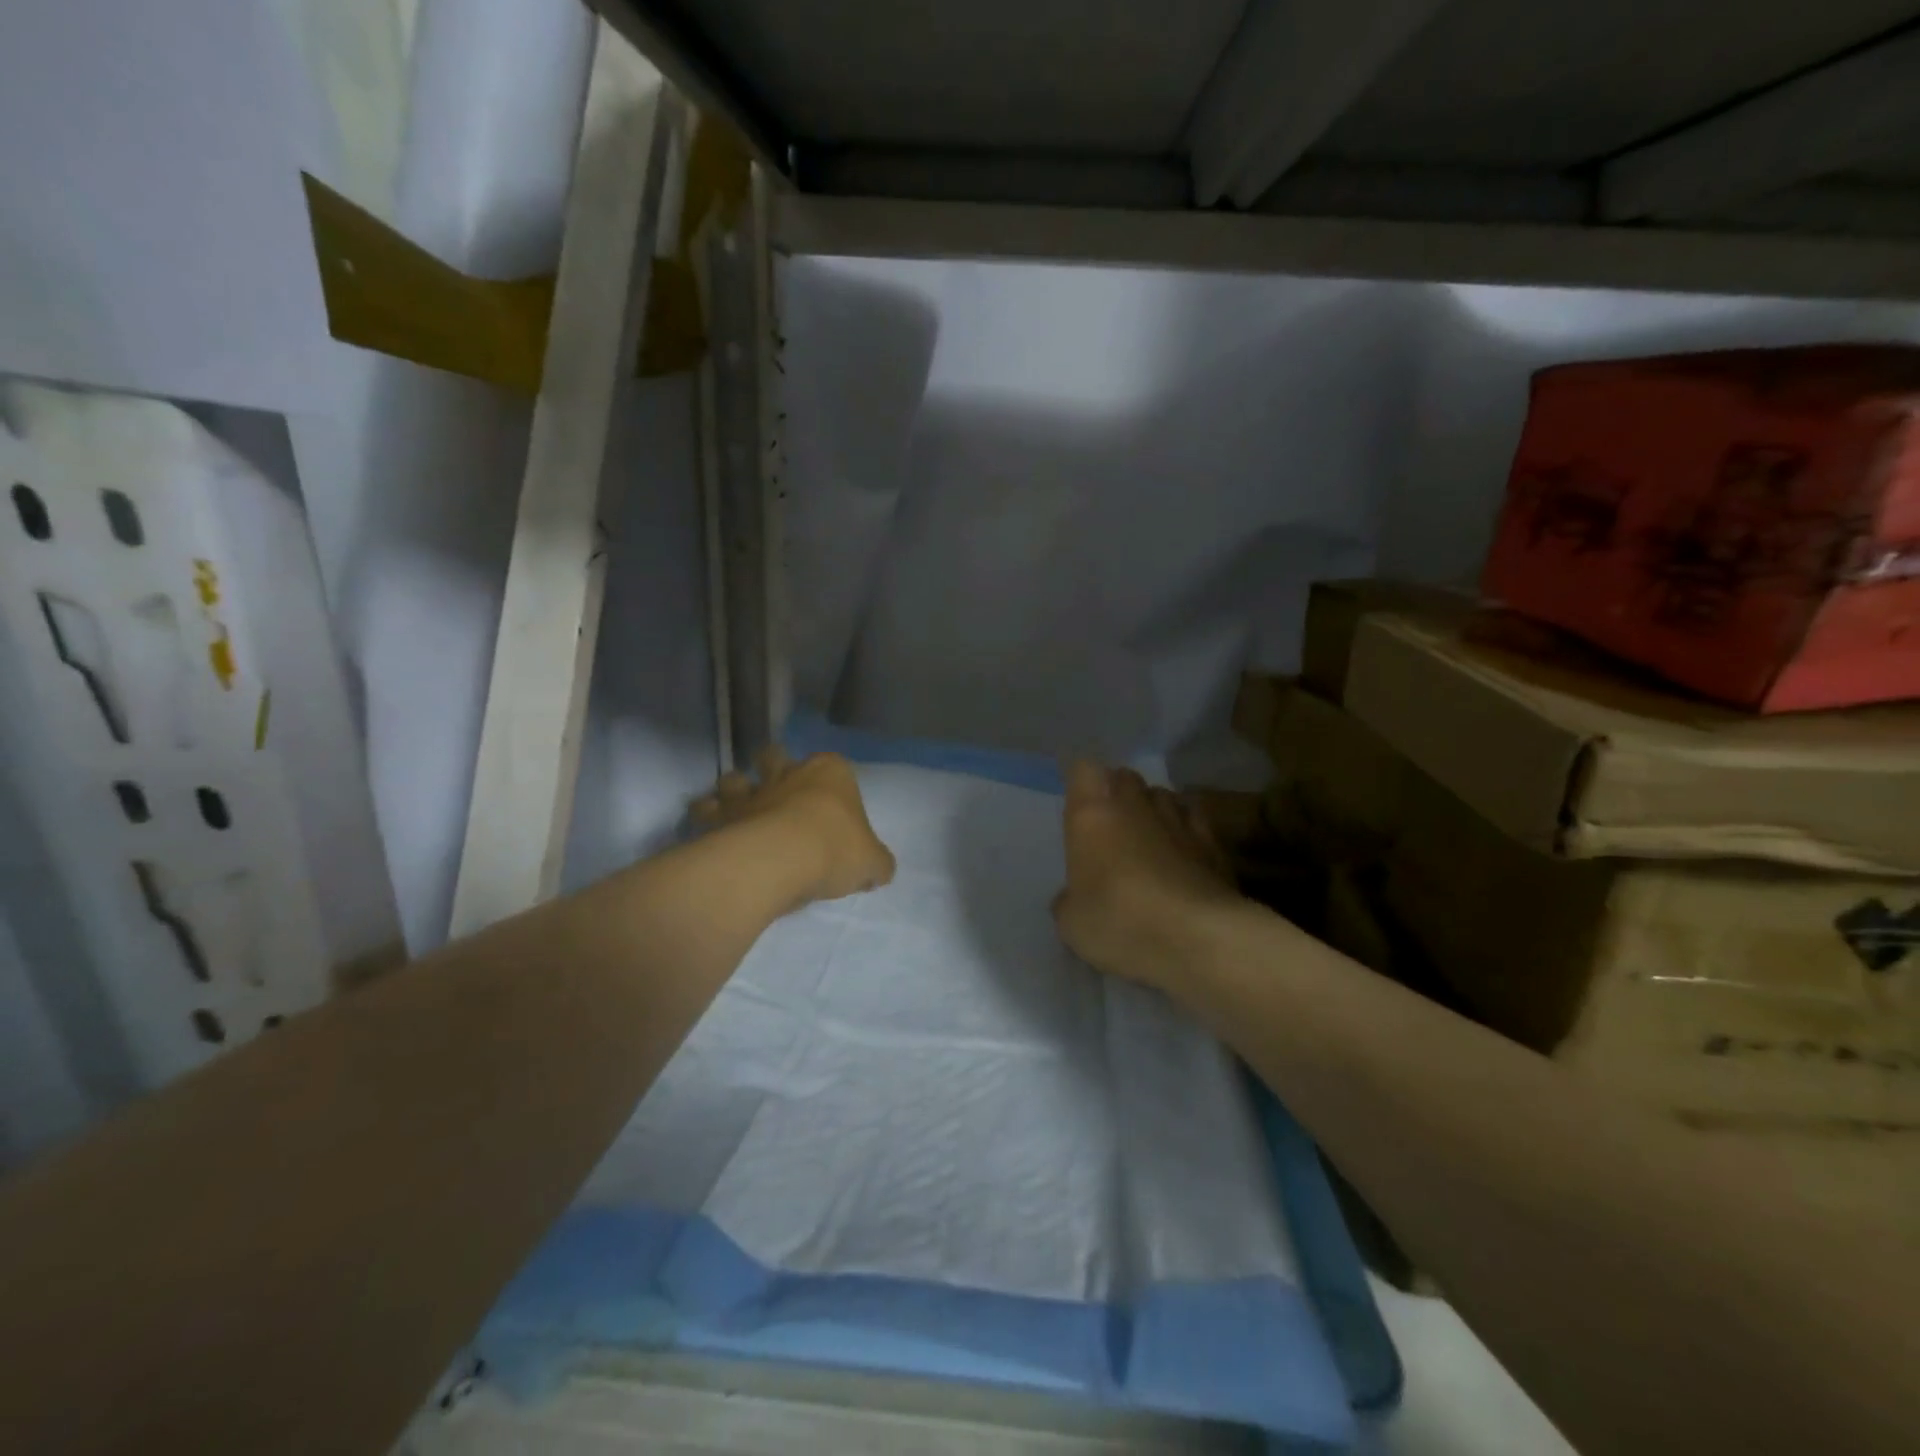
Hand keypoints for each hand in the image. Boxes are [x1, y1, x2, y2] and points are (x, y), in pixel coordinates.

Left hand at [692, 748, 895, 903]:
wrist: (781, 859)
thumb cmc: (834, 850)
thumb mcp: (872, 862)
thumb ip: (876, 863)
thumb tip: (878, 870)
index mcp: (831, 773)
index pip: (835, 765)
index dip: (833, 782)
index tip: (831, 804)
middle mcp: (789, 773)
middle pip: (776, 757)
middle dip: (774, 767)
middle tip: (777, 789)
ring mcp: (752, 791)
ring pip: (735, 777)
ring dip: (735, 788)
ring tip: (736, 806)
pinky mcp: (722, 815)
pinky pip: (707, 809)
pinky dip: (706, 815)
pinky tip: (709, 828)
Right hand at [1052, 761, 1242, 997]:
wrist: (1198, 938)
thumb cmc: (1120, 921)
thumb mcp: (1072, 924)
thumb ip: (1069, 901)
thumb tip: (1072, 898)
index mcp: (1093, 814)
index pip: (1083, 770)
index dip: (1082, 785)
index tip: (1079, 807)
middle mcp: (1136, 804)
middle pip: (1125, 778)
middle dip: (1118, 794)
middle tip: (1111, 827)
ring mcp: (1179, 819)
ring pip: (1163, 796)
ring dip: (1154, 811)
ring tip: (1149, 840)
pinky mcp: (1214, 843)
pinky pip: (1194, 822)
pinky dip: (1187, 833)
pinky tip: (1184, 858)